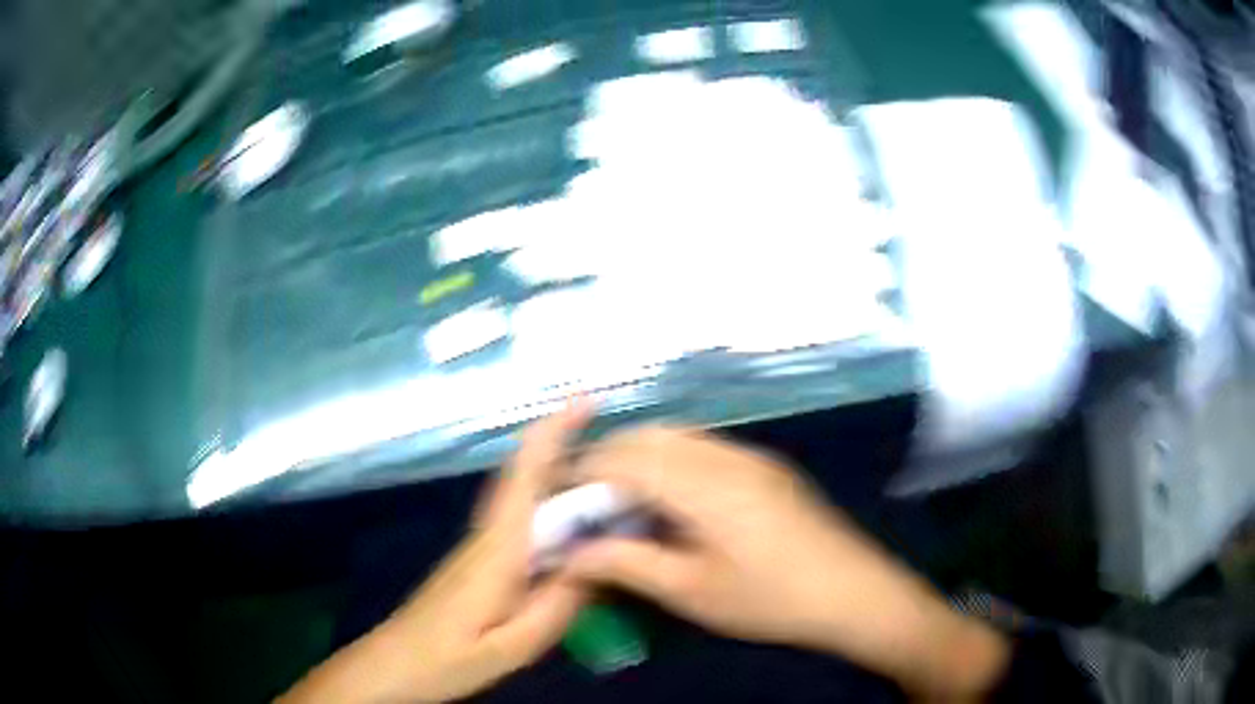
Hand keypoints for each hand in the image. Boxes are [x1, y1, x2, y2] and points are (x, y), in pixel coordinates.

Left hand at [281, 404, 590, 703]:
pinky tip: (576, 529)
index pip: (525, 477)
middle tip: (624, 447)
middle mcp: (488, 536)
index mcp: (498, 551)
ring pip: (523, 497)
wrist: (394, 665)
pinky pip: (521, 521)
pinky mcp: (479, 562)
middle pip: (526, 478)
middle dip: (566, 447)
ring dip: (560, 474)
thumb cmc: (447, 660)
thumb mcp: (512, 646)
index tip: (584, 400)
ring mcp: (480, 547)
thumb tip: (599, 562)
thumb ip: (556, 607)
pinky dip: (550, 508)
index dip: (552, 432)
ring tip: (611, 480)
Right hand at [564, 427, 1007, 700]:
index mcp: (706, 485)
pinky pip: (704, 448)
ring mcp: (752, 457)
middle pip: (651, 437)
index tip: (557, 494)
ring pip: (678, 437)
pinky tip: (670, 499)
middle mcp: (726, 456)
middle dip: (608, 458)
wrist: (853, 592)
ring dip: (641, 456)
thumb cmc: (770, 600)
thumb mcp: (692, 592)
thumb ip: (627, 564)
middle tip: (584, 497)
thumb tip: (570, 552)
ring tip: (621, 499)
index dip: (584, 471)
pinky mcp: (767, 468)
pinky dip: (671, 461)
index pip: (627, 460)